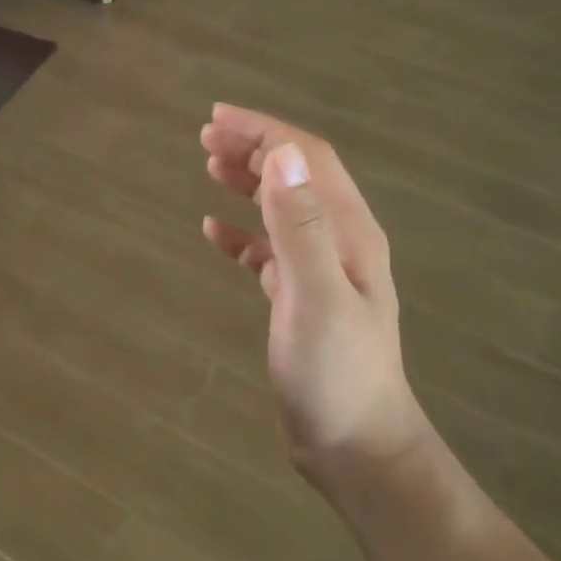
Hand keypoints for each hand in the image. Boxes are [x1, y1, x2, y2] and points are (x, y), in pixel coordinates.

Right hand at [200, 105, 431, 507]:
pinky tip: (214, 232)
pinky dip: (243, 235)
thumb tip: (280, 154)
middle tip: (206, 136)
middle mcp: (339, 242)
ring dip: (249, 183)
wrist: (354, 443)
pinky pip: (269, 252)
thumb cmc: (336, 372)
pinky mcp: (301, 300)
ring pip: (283, 210)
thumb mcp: (316, 295)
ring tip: (210, 166)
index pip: (308, 160)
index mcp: (349, 232)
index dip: (266, 132)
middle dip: (255, 149)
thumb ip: (299, 225)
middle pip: (296, 177)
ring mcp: (321, 272)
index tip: (217, 117)